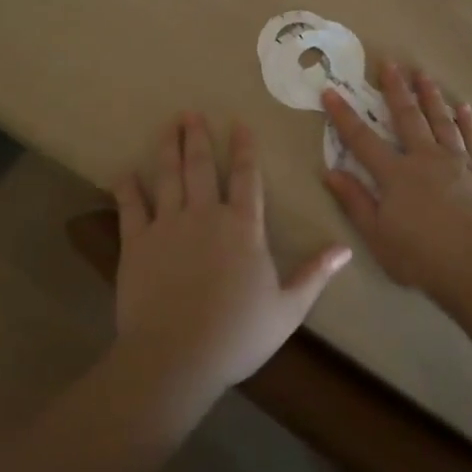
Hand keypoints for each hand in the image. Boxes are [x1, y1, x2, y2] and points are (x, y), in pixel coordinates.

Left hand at [113, 114, 350, 405]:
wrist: (175, 358)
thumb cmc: (237, 335)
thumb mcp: (288, 309)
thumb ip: (315, 274)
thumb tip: (346, 248)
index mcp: (243, 227)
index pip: (247, 177)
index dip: (244, 148)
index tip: (239, 123)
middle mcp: (206, 215)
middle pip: (201, 166)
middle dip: (197, 137)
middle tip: (190, 113)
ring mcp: (168, 226)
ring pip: (168, 177)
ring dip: (168, 148)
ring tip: (168, 126)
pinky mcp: (137, 243)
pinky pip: (131, 207)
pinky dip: (128, 188)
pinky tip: (125, 173)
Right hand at [321, 63, 471, 298]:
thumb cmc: (422, 257)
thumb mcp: (377, 237)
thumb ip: (355, 202)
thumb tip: (331, 171)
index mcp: (396, 174)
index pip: (362, 139)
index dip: (344, 115)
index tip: (331, 90)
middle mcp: (425, 158)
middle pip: (408, 117)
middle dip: (396, 89)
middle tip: (390, 62)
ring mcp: (458, 162)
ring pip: (441, 120)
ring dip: (431, 96)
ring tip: (423, 74)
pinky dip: (467, 122)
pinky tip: (463, 107)